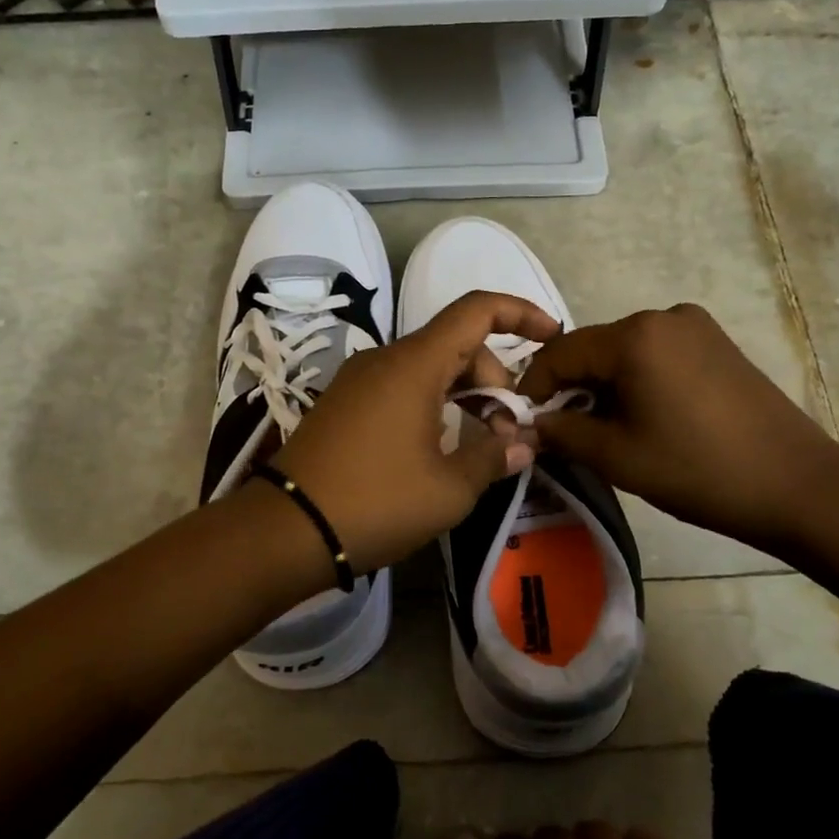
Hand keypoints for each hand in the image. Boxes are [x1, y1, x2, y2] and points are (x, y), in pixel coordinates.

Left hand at [269, 291, 560, 571]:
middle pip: (456, 344)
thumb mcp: (448, 489)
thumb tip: (523, 444)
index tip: (553, 336)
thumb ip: (493, 457)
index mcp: (414, 364)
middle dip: (494, 380)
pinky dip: (433, 404)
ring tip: (481, 445)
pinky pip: (401, 387)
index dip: (520, 313)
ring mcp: (360, 380)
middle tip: (508, 433)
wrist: (286, 529)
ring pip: (429, 368)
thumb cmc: (376, 502)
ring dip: (464, 395)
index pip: (476, 310)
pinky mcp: (344, 404)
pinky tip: (440, 447)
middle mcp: (385, 359)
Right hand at [516, 303, 838, 555]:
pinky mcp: (718, 344)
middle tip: (563, 431)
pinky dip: (638, 380)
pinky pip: (658, 355)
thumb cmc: (698, 470)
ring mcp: (696, 327)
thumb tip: (529, 424)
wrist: (797, 485)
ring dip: (605, 385)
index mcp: (635, 336)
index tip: (523, 421)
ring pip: (626, 352)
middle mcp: (663, 316)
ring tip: (605, 429)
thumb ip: (561, 432)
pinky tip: (645, 417)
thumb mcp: (616, 456)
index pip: (560, 352)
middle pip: (594, 349)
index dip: (534, 387)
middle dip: (571, 387)